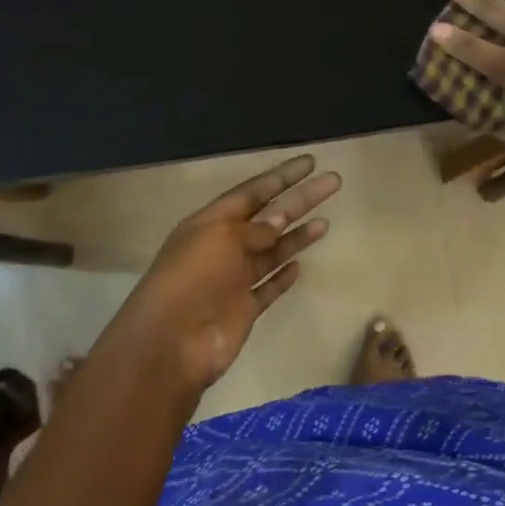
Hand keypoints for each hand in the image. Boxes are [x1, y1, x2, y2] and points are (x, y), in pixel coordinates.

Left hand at [105, 155, 341, 391]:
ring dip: (297, 236)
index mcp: (211, 223)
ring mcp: (234, 280)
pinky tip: (300, 266)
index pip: (252, 192)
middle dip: (300, 199)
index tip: (310, 163)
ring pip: (272, 252)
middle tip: (333, 182)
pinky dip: (283, 277)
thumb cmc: (191, 278)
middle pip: (269, 217)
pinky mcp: (244, 309)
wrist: (171, 343)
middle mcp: (223, 247)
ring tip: (326, 223)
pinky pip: (268, 288)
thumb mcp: (219, 238)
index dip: (281, 177)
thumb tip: (279, 219)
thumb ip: (253, 228)